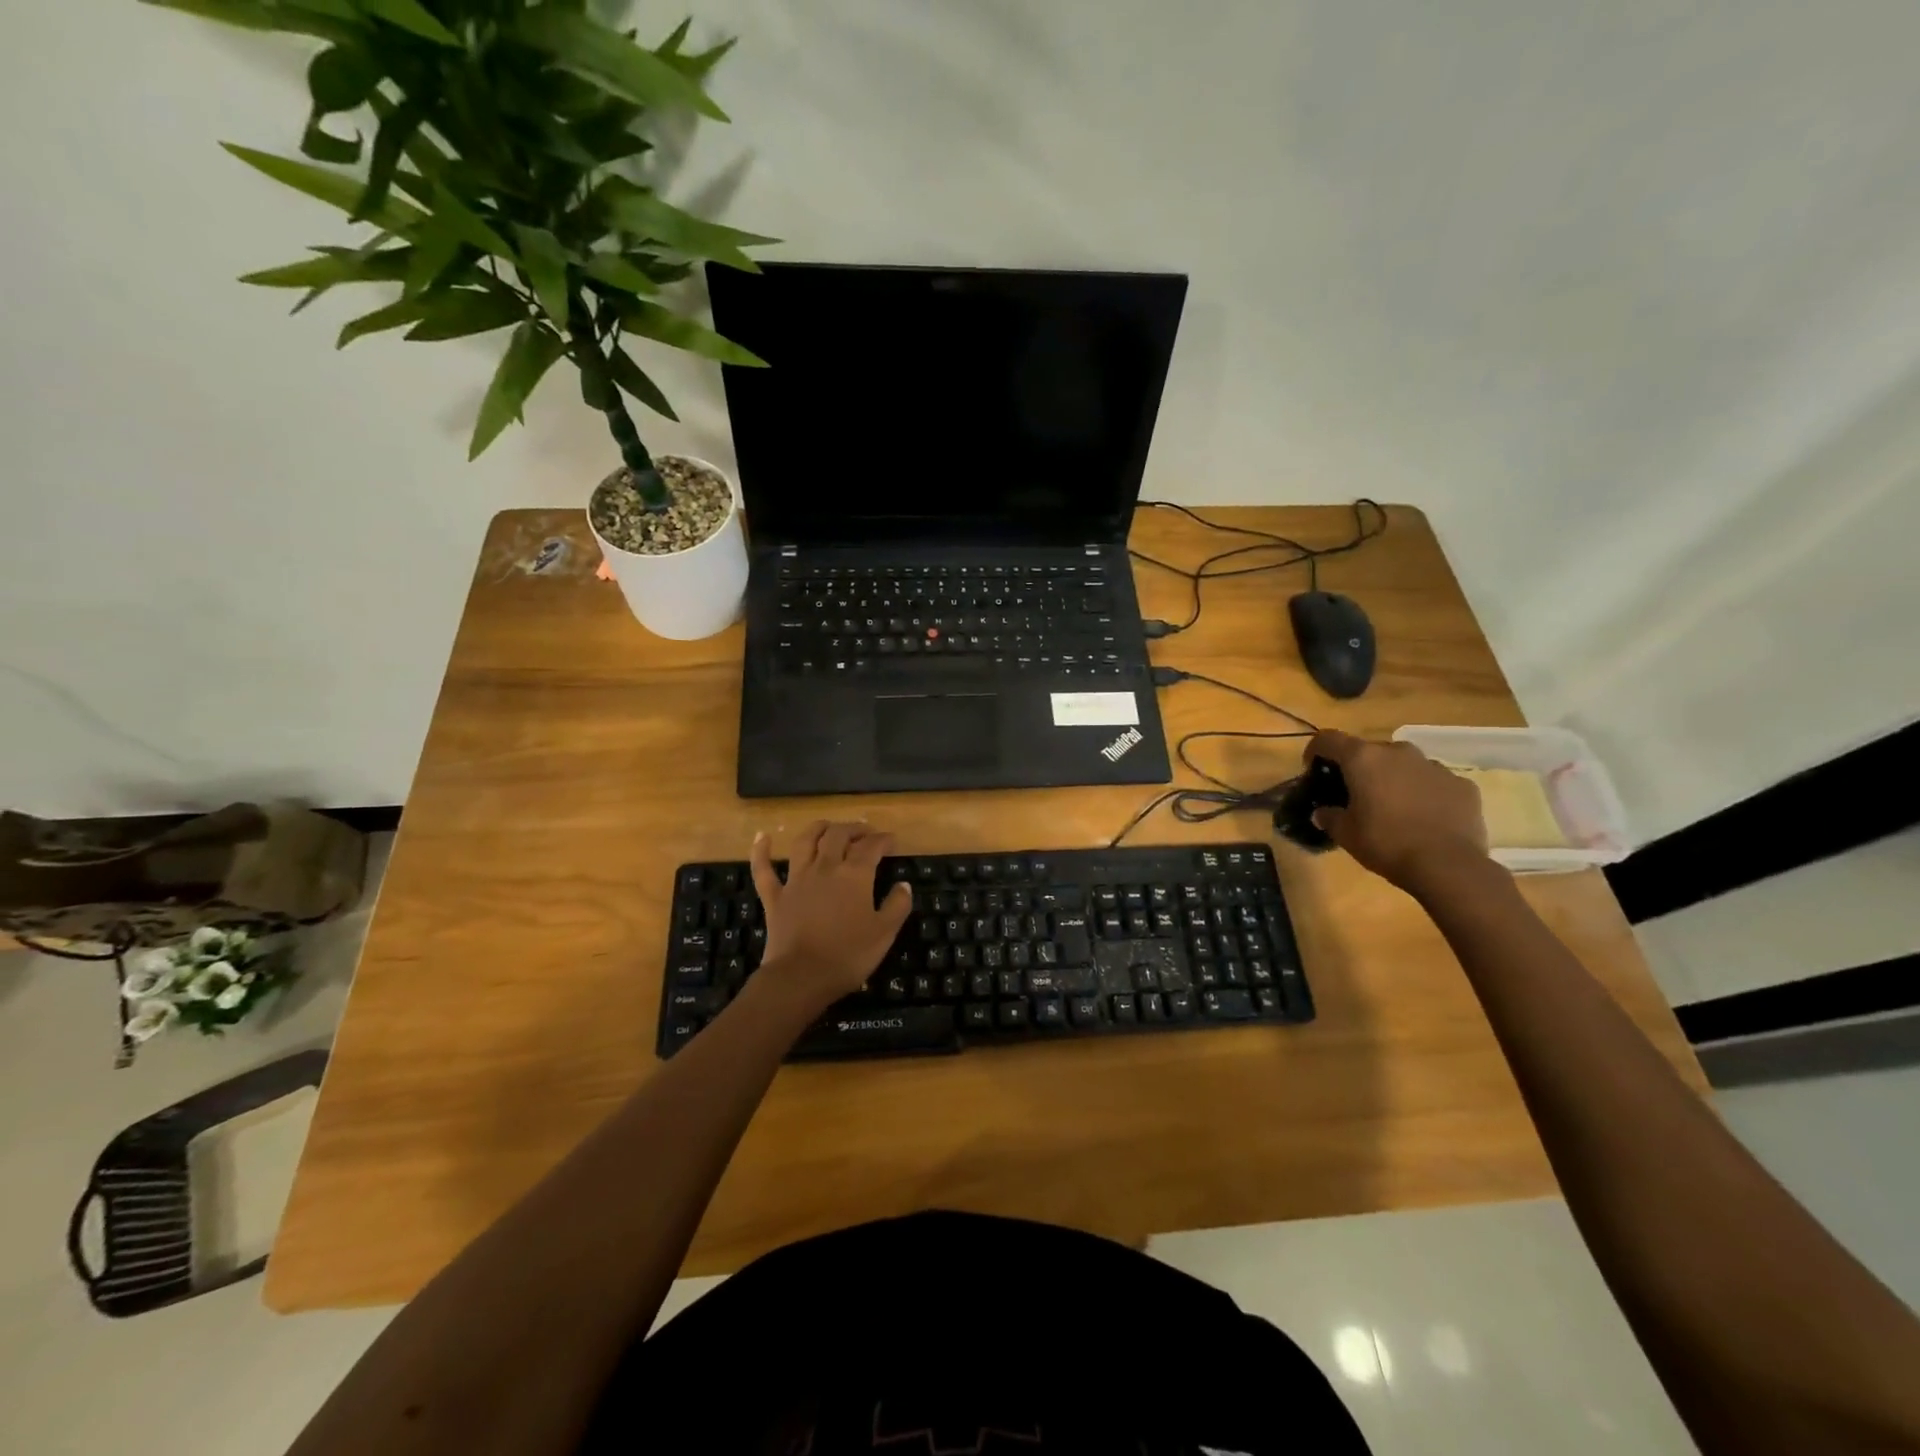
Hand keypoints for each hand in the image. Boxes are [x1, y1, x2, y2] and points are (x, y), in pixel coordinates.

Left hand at [749, 820, 913, 1013]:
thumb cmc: (848, 955)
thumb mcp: (885, 933)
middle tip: (864, 833)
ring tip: (827, 826)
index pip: (871, 846)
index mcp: (854, 875)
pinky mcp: (775, 897)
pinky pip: (764, 869)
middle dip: (853, 829)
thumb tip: (903, 885)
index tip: (891, 841)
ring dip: (817, 829)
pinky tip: (762, 837)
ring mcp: (796, 880)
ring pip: (805, 842)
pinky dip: (761, 851)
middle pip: (837, 836)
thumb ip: (897, 905)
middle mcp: (825, 868)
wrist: (801, 977)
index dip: (883, 840)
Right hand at [1306, 730, 1489, 890]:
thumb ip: (1329, 817)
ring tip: (1393, 807)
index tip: (1314, 770)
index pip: (1328, 739)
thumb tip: (1322, 813)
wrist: (1448, 866)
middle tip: (1355, 794)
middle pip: (1370, 751)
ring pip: (1405, 764)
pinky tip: (1424, 818)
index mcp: (1364, 759)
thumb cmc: (1386, 843)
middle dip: (1359, 768)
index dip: (1316, 751)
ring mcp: (1434, 766)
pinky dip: (1424, 793)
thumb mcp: (1345, 834)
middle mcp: (1399, 752)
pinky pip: (1434, 782)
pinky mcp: (1462, 784)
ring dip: (1394, 778)